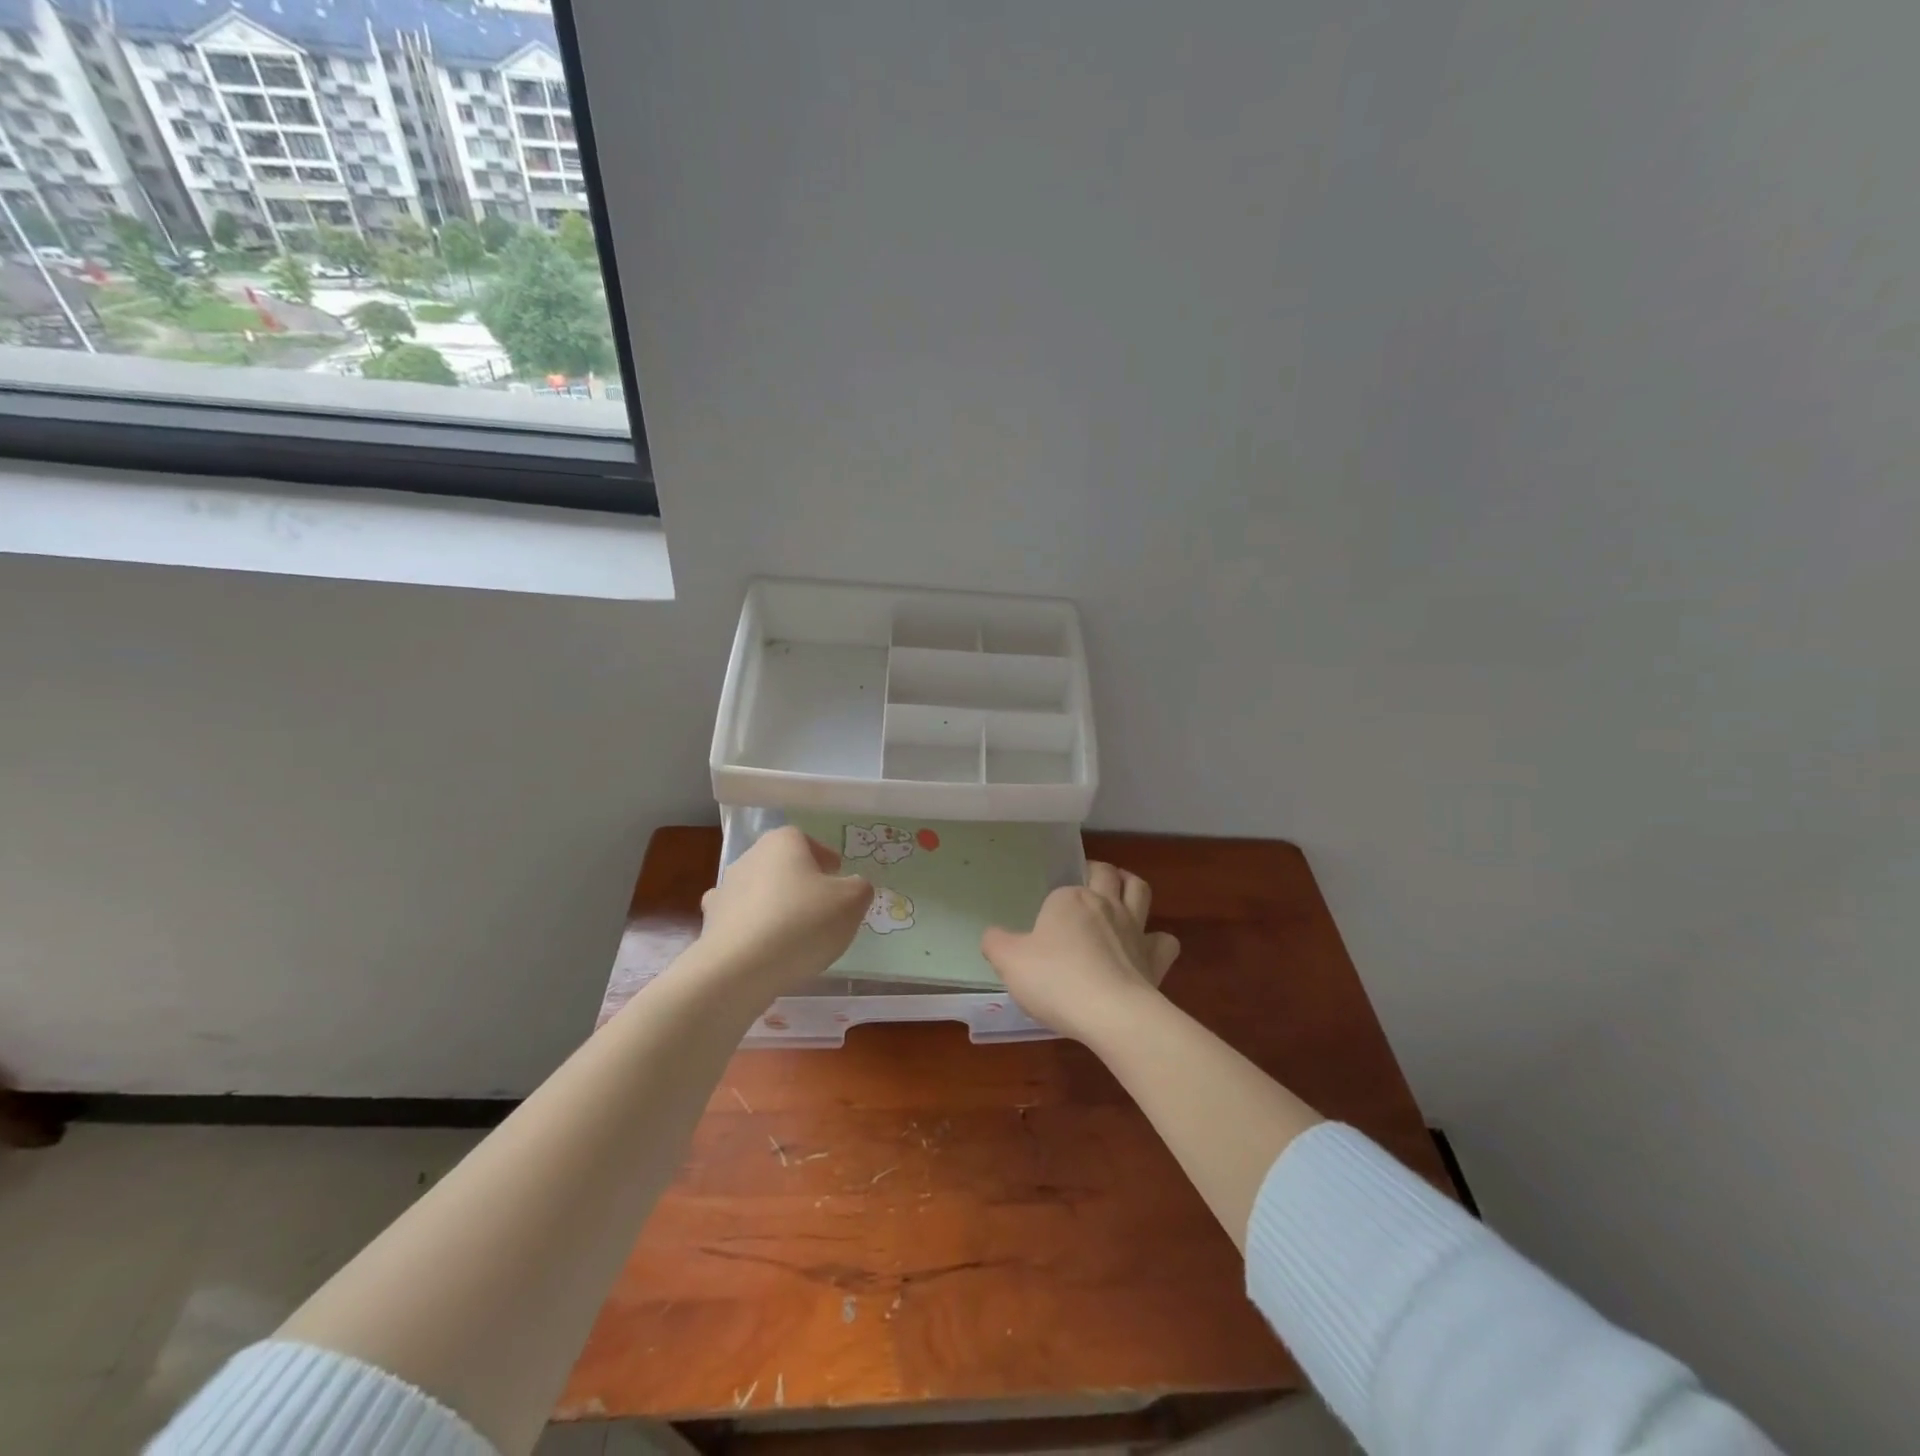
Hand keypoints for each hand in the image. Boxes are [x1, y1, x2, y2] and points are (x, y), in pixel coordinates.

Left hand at [689, 826, 873, 1002]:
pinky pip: (740, 921)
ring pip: (759, 892)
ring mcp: (725, 890)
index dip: (825, 861)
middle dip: (800, 882)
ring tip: (795, 935)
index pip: (807, 841)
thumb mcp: (852, 901)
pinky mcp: (710, 923)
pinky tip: (765, 950)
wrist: (740, 969)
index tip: (837, 881)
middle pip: (782, 866)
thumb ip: (859, 887)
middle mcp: (750, 857)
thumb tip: (851, 887)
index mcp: (783, 842)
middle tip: (822, 908)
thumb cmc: (803, 922)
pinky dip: (752, 930)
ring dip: (775, 906)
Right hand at [981, 862, 1180, 1041]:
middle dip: (1098, 872)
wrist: (1111, 1014)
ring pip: (1139, 890)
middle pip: (1106, 874)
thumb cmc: (1055, 980)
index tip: (1043, 926)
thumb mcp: (1009, 962)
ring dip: (1131, 886)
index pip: (1060, 891)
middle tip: (1087, 882)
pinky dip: (1157, 940)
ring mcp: (1134, 929)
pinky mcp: (1155, 958)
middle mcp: (1104, 904)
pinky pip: (1164, 940)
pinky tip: (1146, 949)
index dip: (1052, 905)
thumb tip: (992, 935)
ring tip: (1121, 893)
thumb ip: (996, 943)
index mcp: (1068, 899)